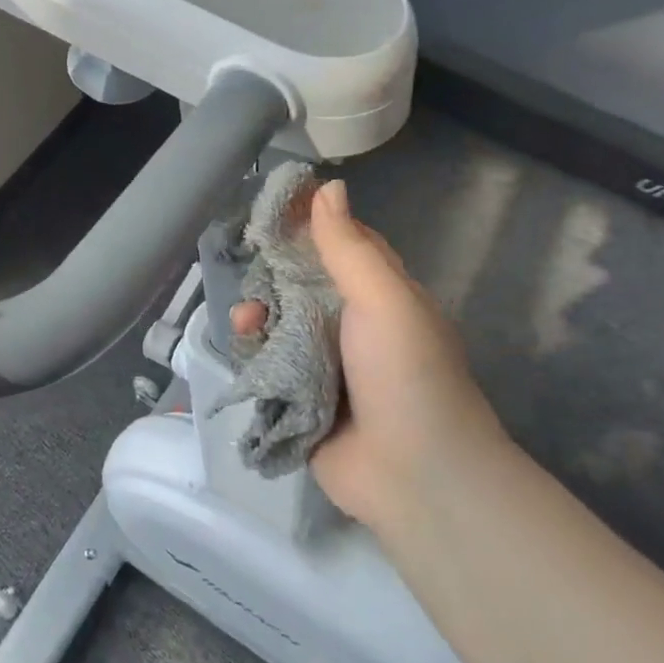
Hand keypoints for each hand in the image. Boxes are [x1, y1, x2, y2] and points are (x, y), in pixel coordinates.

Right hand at [232, 179, 507, 531]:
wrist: (416, 476)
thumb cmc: (407, 373)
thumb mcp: (384, 299)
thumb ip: (349, 246)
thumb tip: (330, 186)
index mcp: (382, 295)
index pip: (342, 244)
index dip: (309, 222)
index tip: (270, 204)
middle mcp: (353, 325)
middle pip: (303, 283)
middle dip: (273, 272)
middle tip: (250, 264)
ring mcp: (326, 364)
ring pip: (280, 324)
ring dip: (259, 314)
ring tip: (248, 321)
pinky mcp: (301, 400)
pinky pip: (269, 365)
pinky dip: (255, 353)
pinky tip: (247, 348)